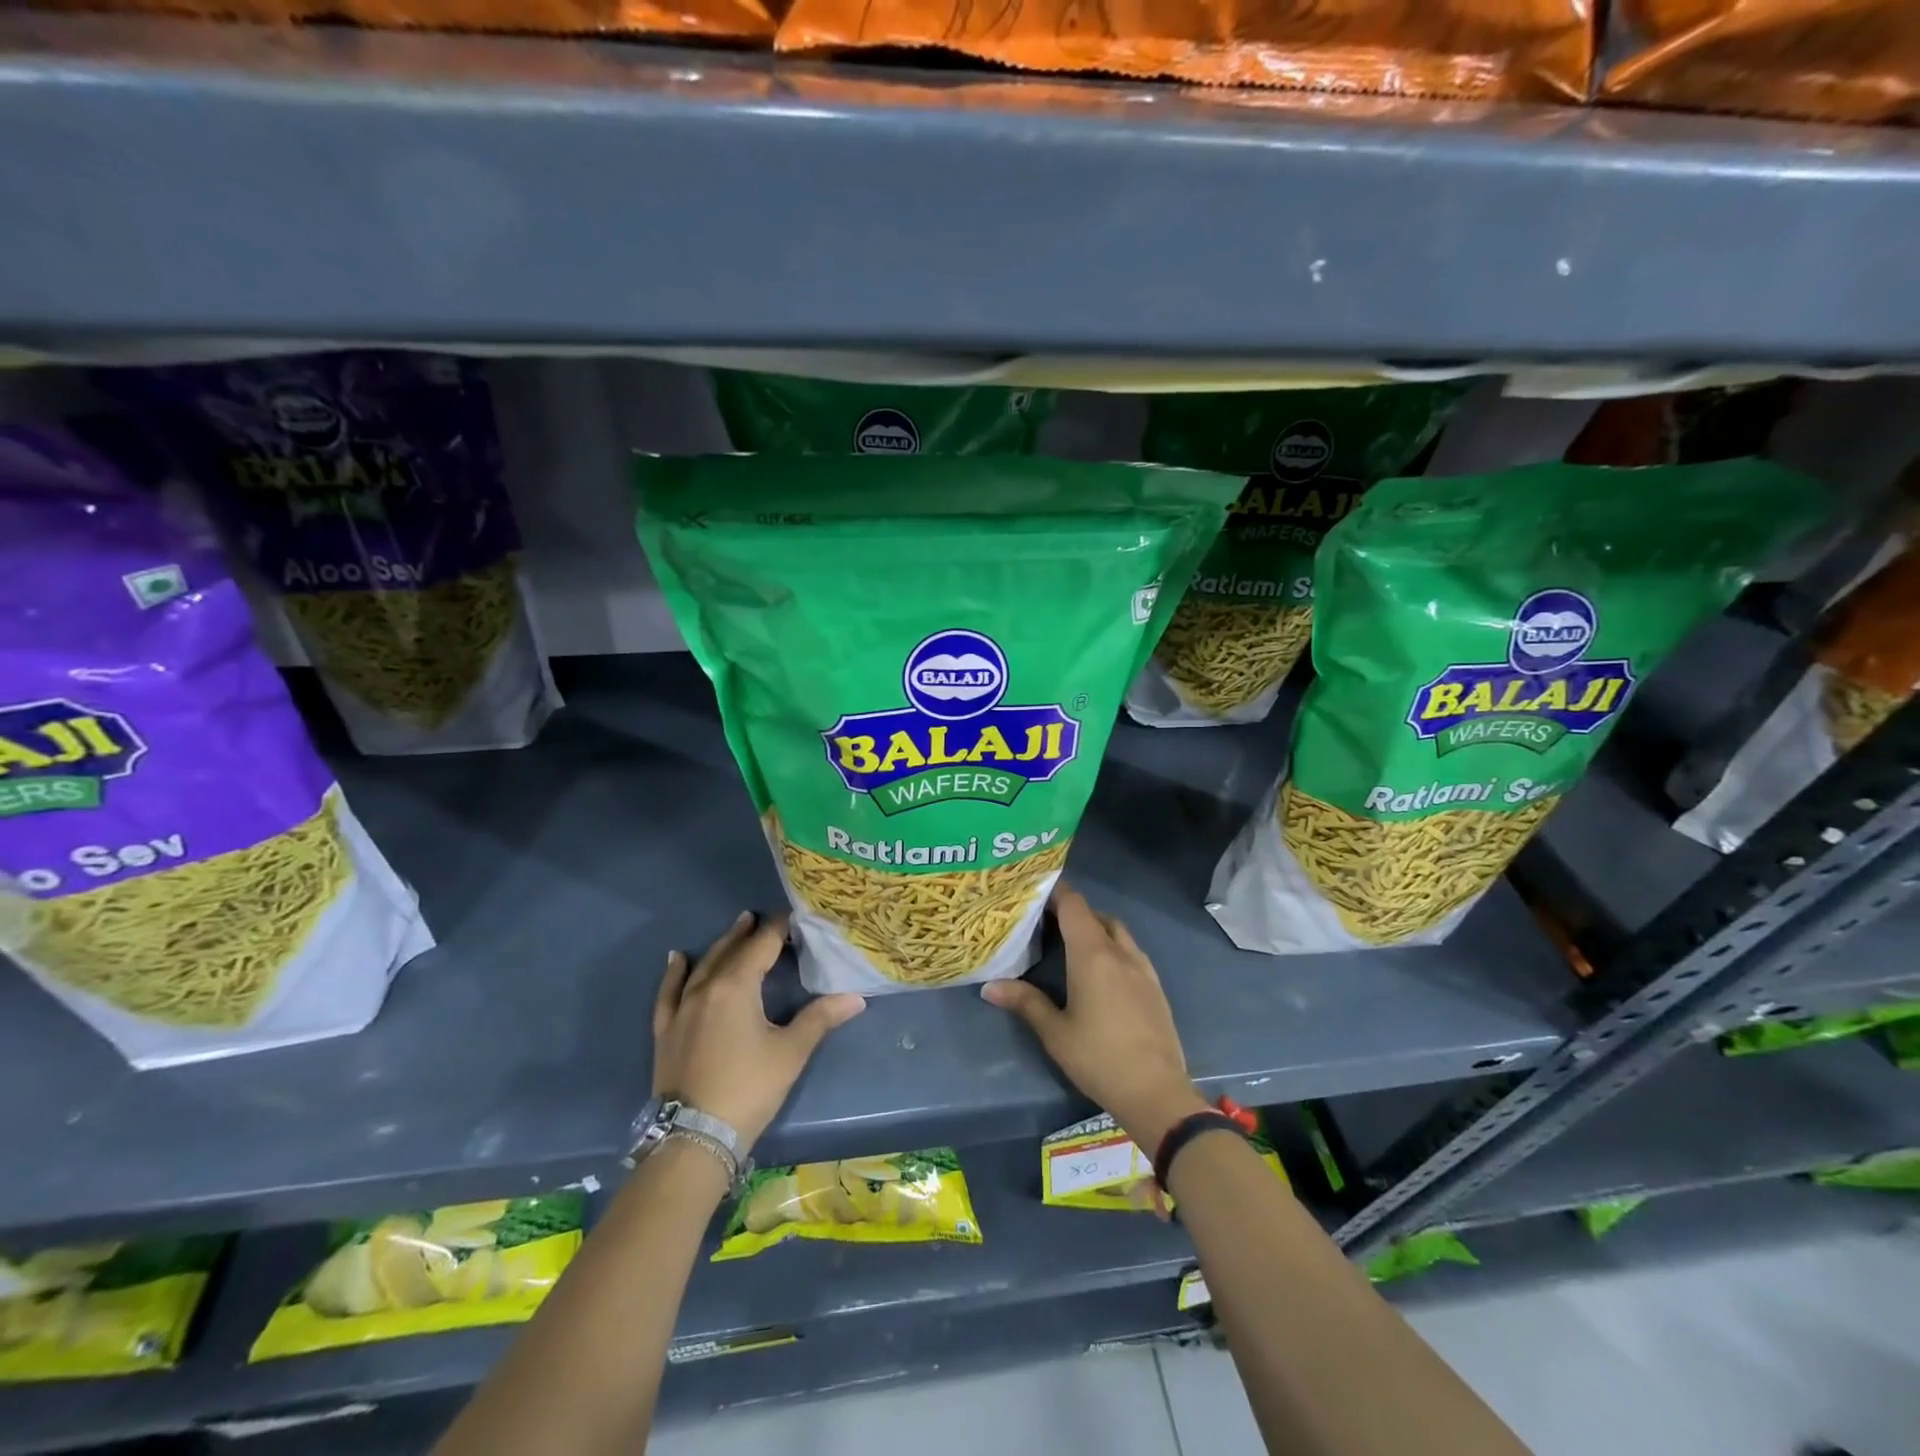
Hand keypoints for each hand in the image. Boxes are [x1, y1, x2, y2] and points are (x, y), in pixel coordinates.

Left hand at [653, 910, 865, 1150]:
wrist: (695, 1137)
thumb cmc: (749, 1088)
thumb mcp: (791, 1052)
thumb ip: (820, 1018)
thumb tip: (856, 997)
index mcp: (737, 986)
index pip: (762, 946)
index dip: (778, 929)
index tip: (793, 916)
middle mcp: (706, 988)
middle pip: (730, 951)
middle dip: (748, 933)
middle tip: (760, 918)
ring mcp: (682, 1009)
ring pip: (702, 966)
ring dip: (720, 945)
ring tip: (734, 928)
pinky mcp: (666, 1031)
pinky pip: (669, 992)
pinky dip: (674, 973)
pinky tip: (676, 959)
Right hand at [981, 881, 1206, 1151]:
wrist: (1156, 1091)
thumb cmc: (1098, 1058)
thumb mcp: (1055, 1032)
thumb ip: (1025, 1002)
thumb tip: (989, 986)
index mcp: (1093, 955)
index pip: (1074, 905)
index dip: (1056, 892)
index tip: (1036, 891)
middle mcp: (1120, 952)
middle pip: (1096, 915)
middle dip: (1073, 912)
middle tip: (1047, 922)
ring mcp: (1143, 968)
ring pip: (1117, 932)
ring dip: (1096, 928)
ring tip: (1073, 944)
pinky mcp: (1156, 986)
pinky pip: (1131, 951)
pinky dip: (1113, 947)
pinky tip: (1102, 973)